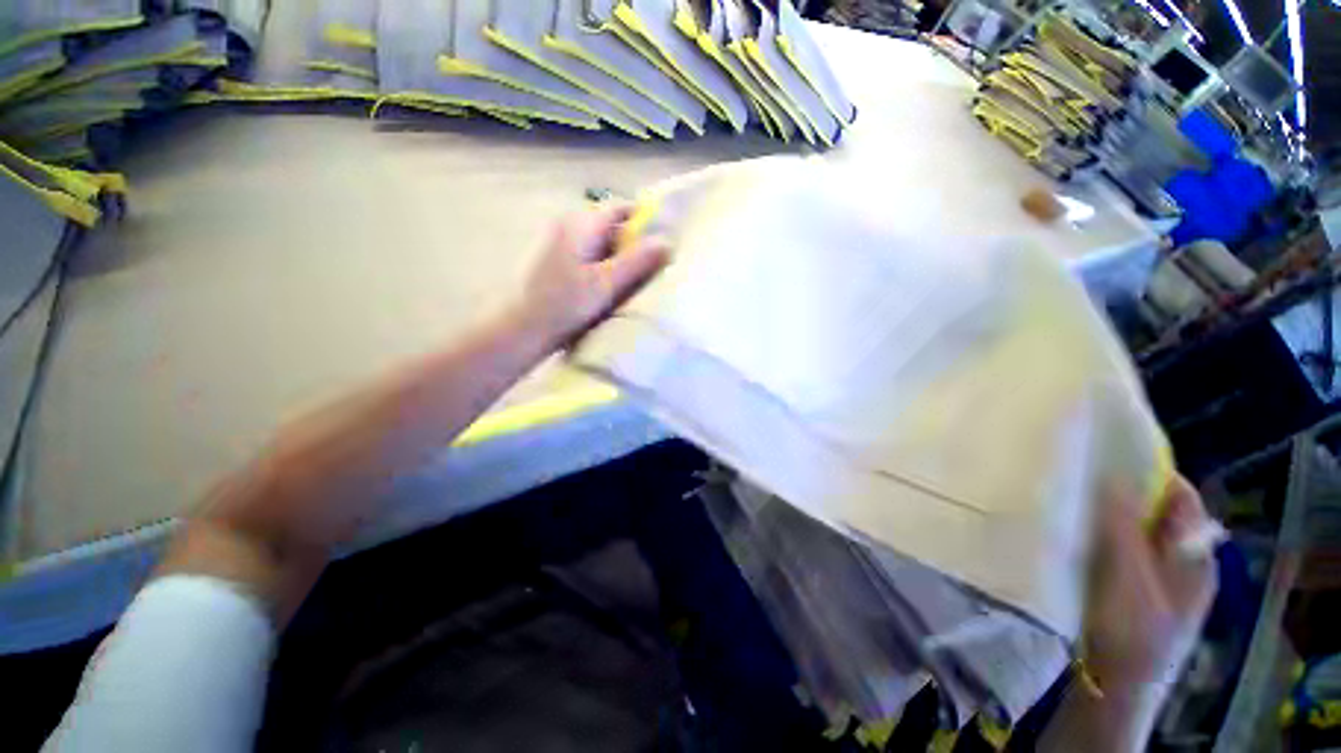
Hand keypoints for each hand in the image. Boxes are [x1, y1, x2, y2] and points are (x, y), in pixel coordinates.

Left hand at [512, 204, 668, 351]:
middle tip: (651, 267)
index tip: (662, 241)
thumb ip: (637, 262)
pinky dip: (602, 265)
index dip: (645, 220)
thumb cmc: (564, 305)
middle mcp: (568, 224)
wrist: (521, 328)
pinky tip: (607, 287)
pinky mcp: (555, 259)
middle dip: (633, 243)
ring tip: (632, 280)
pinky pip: (588, 254)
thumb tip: (667, 241)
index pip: (620, 208)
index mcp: (581, 224)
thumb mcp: (606, 284)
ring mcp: (559, 241)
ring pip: (600, 242)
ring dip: (618, 256)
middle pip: (611, 225)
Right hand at [1043, 478, 1221, 752]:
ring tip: (1066, 502)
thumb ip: (1124, 528)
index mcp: (1193, 557)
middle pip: (1154, 512)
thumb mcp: (1129, 580)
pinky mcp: (1129, 592)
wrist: (1111, 692)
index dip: (1149, 471)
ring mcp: (1154, 580)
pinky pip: (1115, 551)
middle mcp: (1179, 563)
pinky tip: (1069, 537)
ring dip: (1103, 516)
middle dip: (1119, 491)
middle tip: (1077, 477)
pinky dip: (1095, 538)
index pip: (1180, 497)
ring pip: (1131, 532)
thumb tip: (1113, 476)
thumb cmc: (1128, 635)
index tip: (1105, 453)